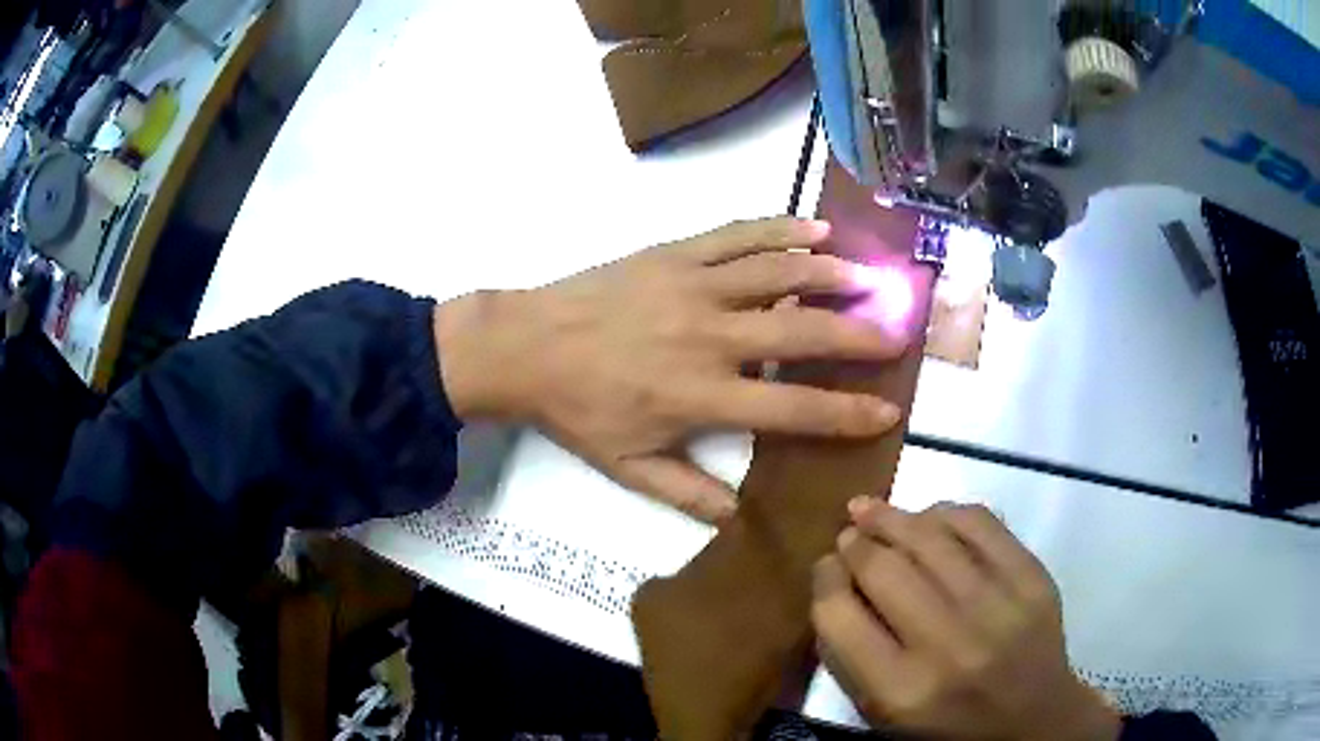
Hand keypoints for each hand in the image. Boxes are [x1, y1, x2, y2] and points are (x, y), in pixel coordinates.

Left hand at [434, 218, 910, 521]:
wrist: (525, 346)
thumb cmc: (577, 409)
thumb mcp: (629, 467)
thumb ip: (687, 494)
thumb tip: (738, 518)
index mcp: (702, 397)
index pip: (793, 408)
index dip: (846, 413)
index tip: (887, 410)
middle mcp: (711, 338)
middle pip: (801, 332)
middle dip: (859, 335)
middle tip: (898, 332)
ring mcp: (695, 287)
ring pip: (779, 273)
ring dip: (831, 274)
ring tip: (871, 277)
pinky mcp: (676, 254)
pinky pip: (739, 235)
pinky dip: (782, 229)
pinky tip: (817, 228)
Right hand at [812, 499, 1120, 740]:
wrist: (1033, 721)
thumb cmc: (948, 726)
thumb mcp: (884, 714)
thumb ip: (850, 655)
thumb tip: (836, 581)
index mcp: (901, 691)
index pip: (839, 617)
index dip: (824, 581)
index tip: (825, 566)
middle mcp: (949, 645)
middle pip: (883, 569)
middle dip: (855, 543)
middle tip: (848, 534)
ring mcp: (998, 606)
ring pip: (931, 536)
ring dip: (892, 516)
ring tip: (873, 510)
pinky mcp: (1033, 579)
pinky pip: (981, 523)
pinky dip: (946, 513)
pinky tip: (931, 516)